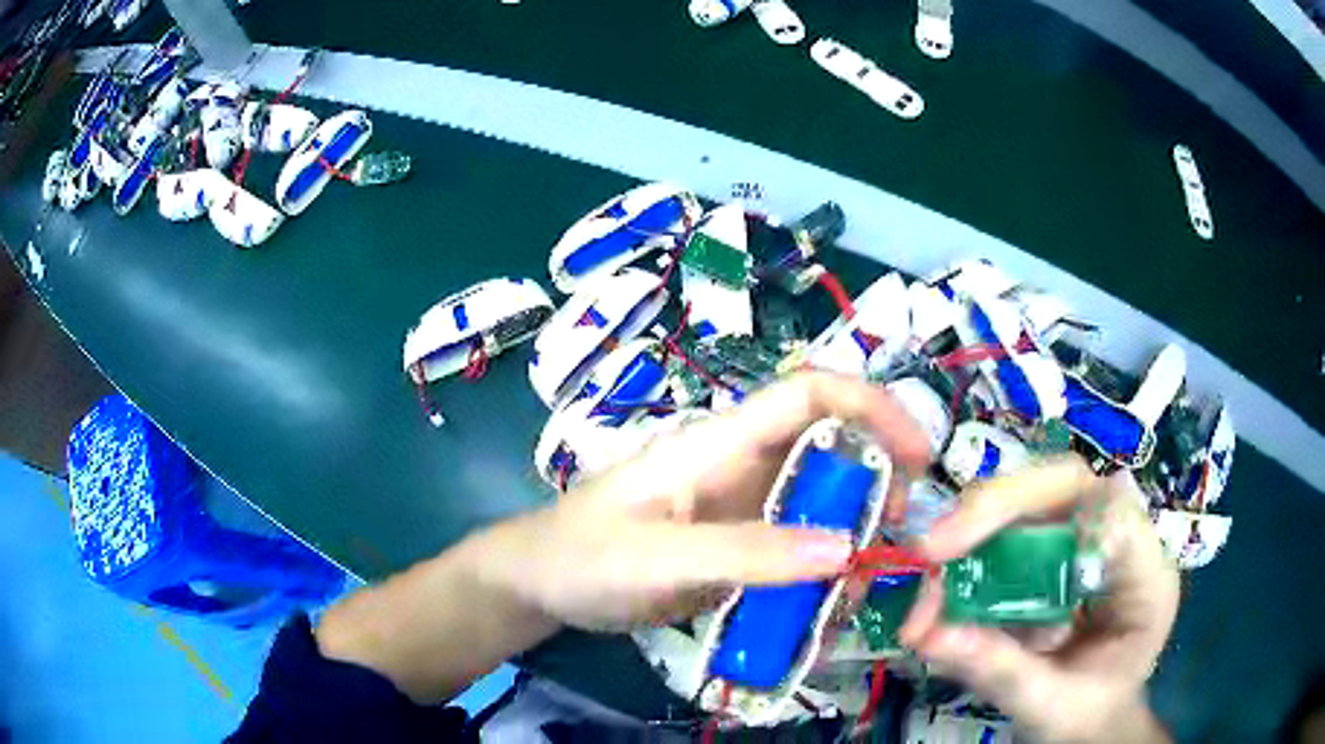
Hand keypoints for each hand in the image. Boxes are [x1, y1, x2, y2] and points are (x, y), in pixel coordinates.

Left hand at [479, 372, 932, 631]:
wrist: (540, 584)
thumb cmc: (583, 556)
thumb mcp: (658, 557)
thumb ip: (745, 553)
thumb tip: (844, 550)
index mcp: (719, 443)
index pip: (810, 394)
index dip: (873, 408)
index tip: (921, 456)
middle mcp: (740, 467)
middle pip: (829, 449)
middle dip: (874, 484)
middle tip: (892, 539)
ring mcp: (740, 509)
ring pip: (819, 505)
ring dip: (850, 539)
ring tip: (854, 592)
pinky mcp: (736, 549)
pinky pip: (795, 551)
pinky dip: (821, 575)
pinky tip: (823, 613)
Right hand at [899, 460, 1178, 743]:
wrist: (1093, 724)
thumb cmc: (1086, 716)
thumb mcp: (1051, 708)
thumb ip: (1005, 673)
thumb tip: (933, 635)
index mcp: (1146, 578)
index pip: (1115, 512)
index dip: (1053, 520)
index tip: (992, 557)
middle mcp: (1119, 544)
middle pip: (1063, 488)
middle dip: (994, 511)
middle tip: (932, 550)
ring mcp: (1084, 544)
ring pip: (1029, 505)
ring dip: (969, 540)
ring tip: (923, 596)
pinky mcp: (1052, 554)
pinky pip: (1008, 538)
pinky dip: (966, 566)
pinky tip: (934, 606)